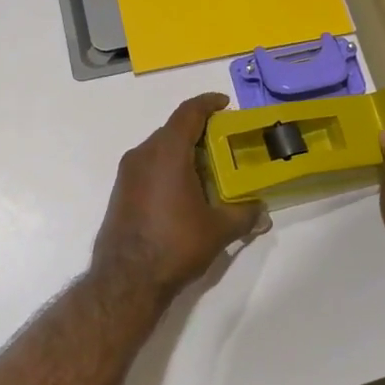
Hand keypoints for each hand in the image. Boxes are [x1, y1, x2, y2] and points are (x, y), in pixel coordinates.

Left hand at [93, 94, 266, 307]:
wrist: (126, 281)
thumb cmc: (175, 245)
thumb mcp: (219, 229)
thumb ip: (245, 214)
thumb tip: (263, 213)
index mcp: (167, 152)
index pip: (188, 113)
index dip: (208, 103)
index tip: (225, 104)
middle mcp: (143, 154)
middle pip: (173, 129)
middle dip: (199, 130)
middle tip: (224, 142)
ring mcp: (127, 174)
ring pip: (159, 148)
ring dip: (183, 150)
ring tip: (208, 167)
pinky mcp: (120, 192)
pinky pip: (148, 166)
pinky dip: (168, 167)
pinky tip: (185, 190)